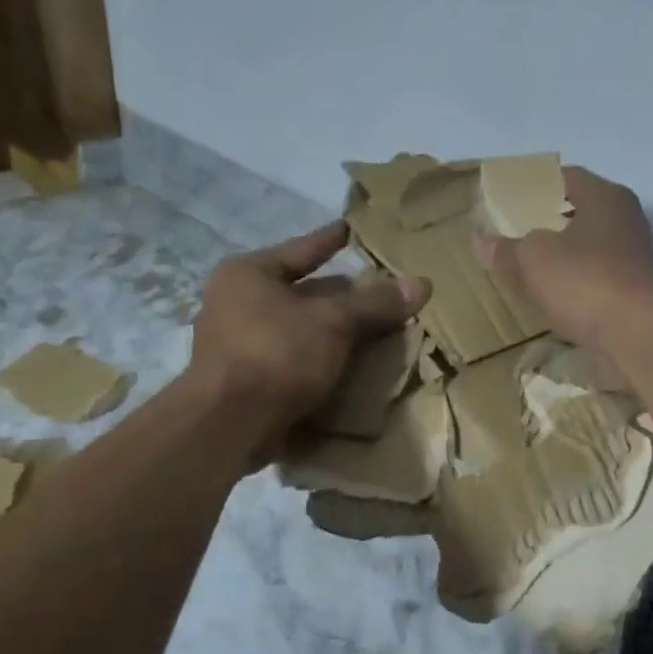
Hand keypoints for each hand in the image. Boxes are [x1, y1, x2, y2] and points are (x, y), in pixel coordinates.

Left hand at [186, 222, 428, 462]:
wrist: (230, 424)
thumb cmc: (278, 354)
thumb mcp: (334, 322)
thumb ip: (376, 303)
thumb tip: (422, 283)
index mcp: (247, 274)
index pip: (301, 249)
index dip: (331, 240)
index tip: (352, 229)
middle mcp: (234, 302)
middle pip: (299, 291)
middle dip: (337, 294)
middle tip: (374, 289)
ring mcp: (235, 343)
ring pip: (296, 327)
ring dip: (328, 329)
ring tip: (368, 328)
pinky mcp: (243, 379)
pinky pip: (291, 357)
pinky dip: (317, 357)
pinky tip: (345, 363)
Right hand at [476, 167, 652, 356]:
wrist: (640, 338)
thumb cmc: (586, 282)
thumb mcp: (533, 259)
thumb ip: (507, 248)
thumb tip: (481, 241)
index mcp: (606, 197)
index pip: (566, 177)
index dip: (535, 185)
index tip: (509, 198)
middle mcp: (627, 221)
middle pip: (580, 213)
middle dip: (547, 223)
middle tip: (514, 233)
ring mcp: (635, 260)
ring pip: (589, 249)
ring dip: (562, 257)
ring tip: (528, 268)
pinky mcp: (635, 294)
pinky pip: (596, 281)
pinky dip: (576, 285)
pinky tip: (554, 298)